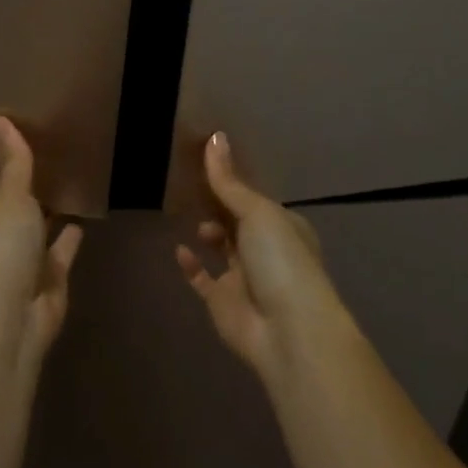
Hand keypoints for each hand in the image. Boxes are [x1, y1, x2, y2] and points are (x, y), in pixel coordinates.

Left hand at [0, 116, 82, 360]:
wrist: (8, 322)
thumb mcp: (8, 197)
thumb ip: (12, 162)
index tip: (17, 161)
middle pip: (10, 222)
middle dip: (25, 205)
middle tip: (50, 173)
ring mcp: (19, 274)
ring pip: (35, 242)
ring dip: (47, 224)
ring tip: (69, 193)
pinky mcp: (47, 290)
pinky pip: (59, 259)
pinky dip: (67, 243)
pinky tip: (82, 223)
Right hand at [175, 132, 343, 376]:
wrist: (288, 331)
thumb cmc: (281, 260)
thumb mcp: (257, 212)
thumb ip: (229, 181)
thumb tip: (214, 136)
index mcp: (283, 225)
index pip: (253, 198)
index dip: (232, 182)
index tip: (204, 162)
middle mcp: (266, 250)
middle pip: (237, 221)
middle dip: (218, 206)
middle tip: (188, 185)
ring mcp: (245, 278)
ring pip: (222, 248)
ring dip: (208, 232)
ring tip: (187, 215)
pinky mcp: (224, 303)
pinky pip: (204, 279)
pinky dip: (192, 265)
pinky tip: (179, 249)